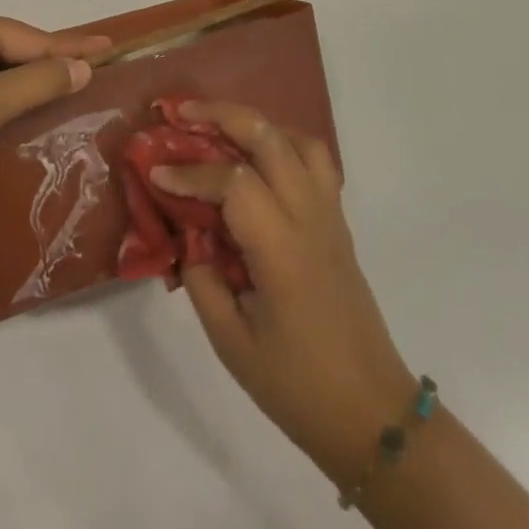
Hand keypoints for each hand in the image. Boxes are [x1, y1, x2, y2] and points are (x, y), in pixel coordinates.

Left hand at [0, 5, 111, 190]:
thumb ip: (41, 82)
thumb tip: (81, 67)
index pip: (35, 38)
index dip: (74, 47)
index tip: (110, 45)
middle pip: (14, 47)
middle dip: (47, 62)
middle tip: (90, 69)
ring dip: (22, 78)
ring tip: (59, 85)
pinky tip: (11, 99)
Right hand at [151, 102, 415, 489]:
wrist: (372, 414)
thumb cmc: (297, 385)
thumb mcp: (230, 341)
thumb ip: (200, 276)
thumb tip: (183, 230)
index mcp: (282, 250)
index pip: (233, 183)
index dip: (190, 173)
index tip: (155, 173)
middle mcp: (310, 218)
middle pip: (270, 138)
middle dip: (222, 115)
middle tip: (181, 113)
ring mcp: (329, 215)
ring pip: (298, 139)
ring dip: (256, 123)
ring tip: (219, 128)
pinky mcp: (337, 222)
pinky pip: (314, 161)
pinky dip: (282, 142)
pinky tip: (255, 159)